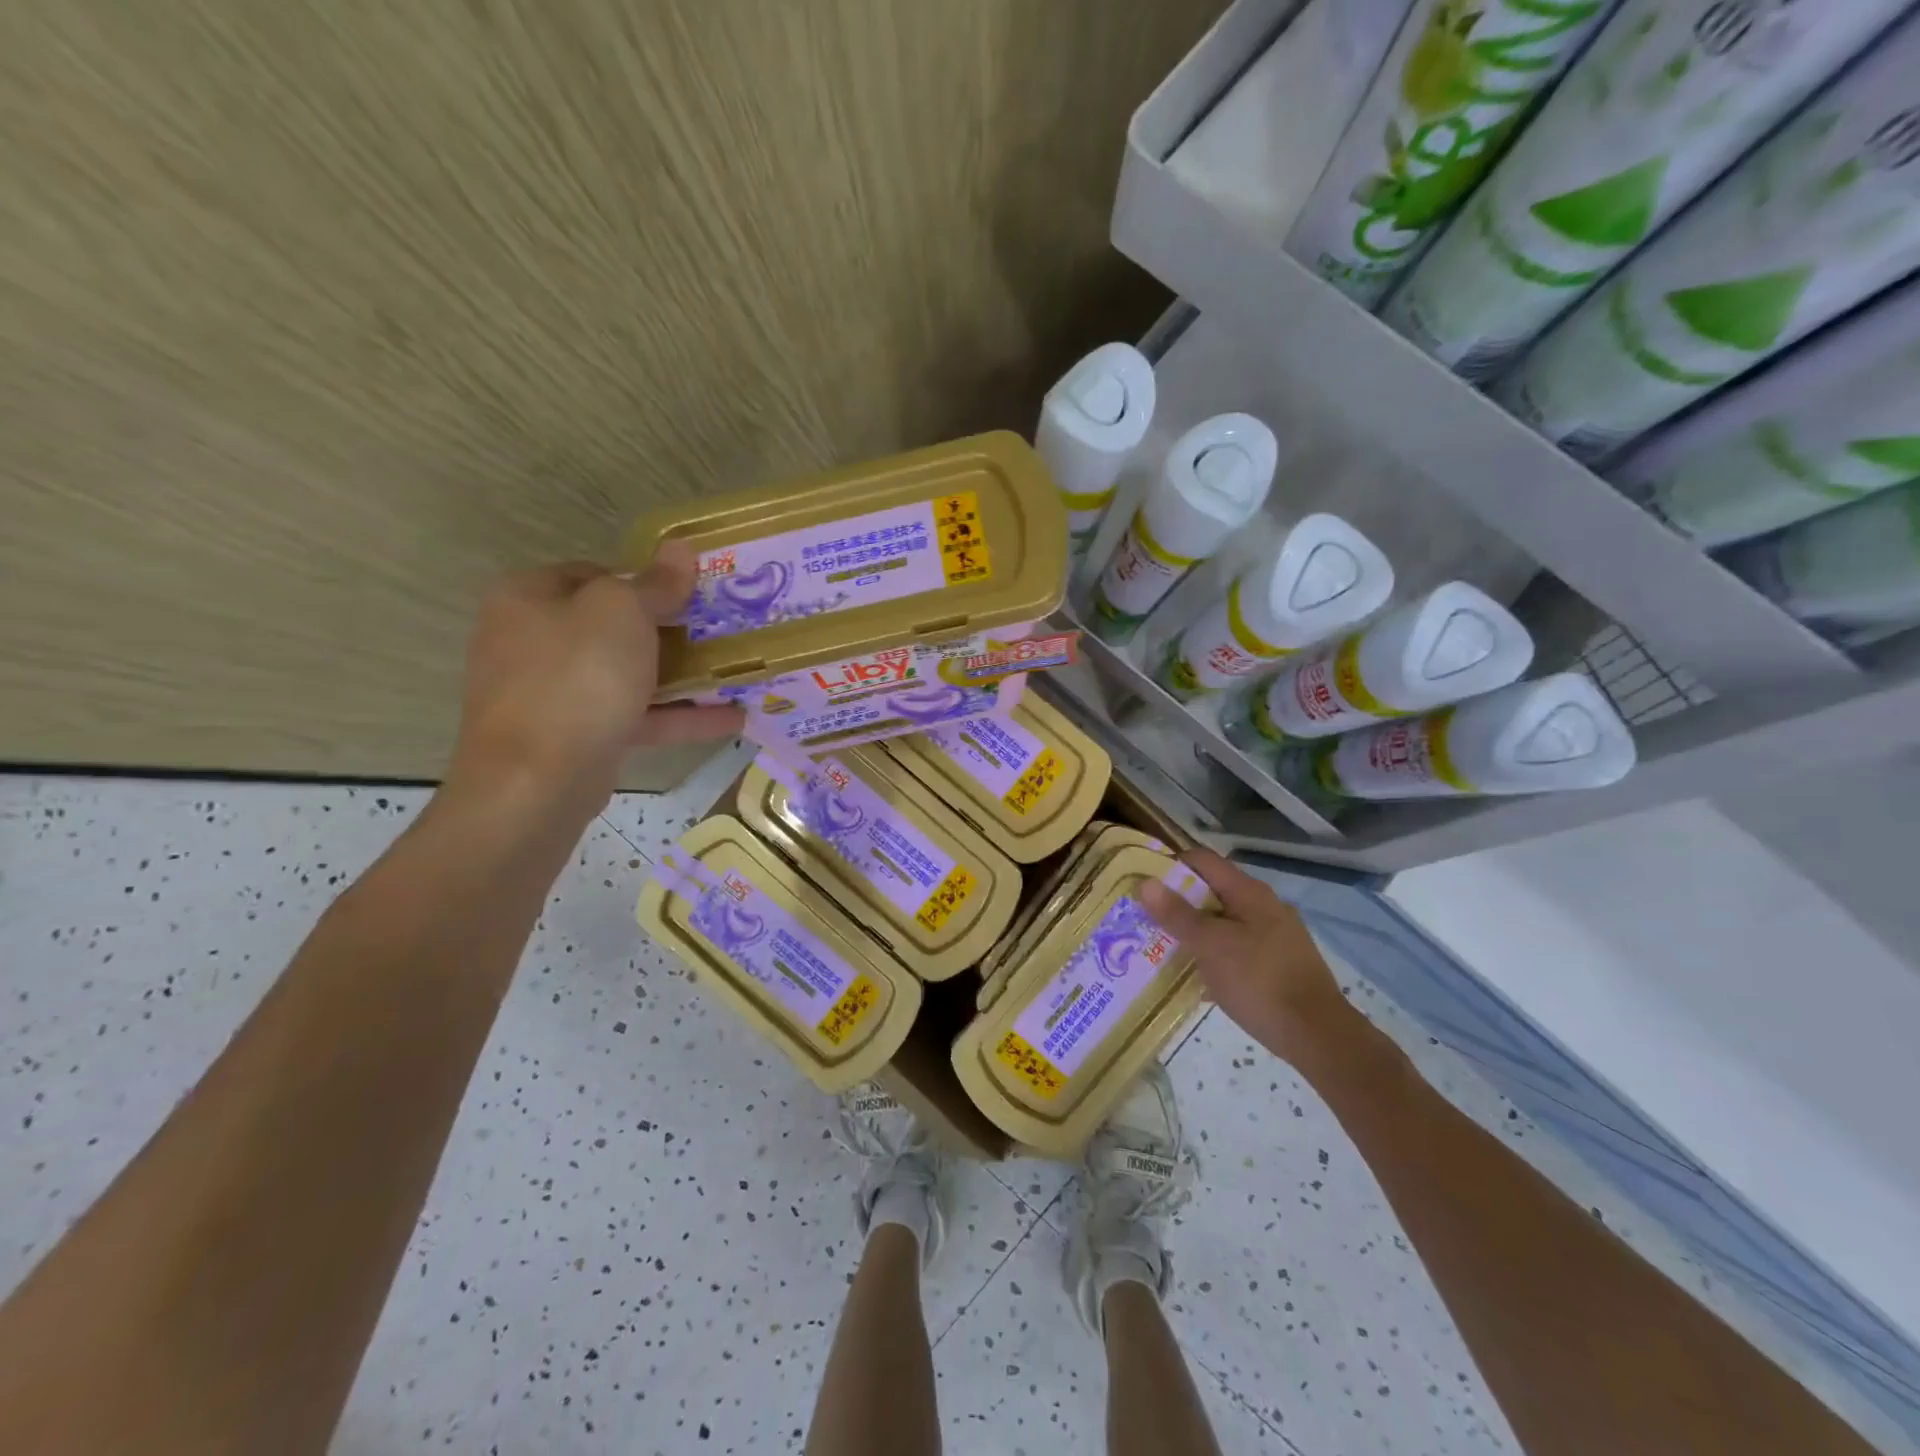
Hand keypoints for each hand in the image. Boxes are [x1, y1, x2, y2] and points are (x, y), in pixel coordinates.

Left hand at [446, 544, 743, 815]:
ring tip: (735, 674)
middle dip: (671, 632)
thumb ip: (655, 583)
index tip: (693, 594)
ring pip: (628, 676)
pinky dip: (680, 718)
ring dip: (682, 678)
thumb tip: (680, 548)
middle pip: (614, 627)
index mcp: (530, 597)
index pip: (597, 574)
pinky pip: (636, 717)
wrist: (536, 782)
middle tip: (721, 632)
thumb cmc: (576, 679)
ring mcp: (554, 694)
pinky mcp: (578, 738)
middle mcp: (534, 641)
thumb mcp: (622, 614)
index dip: (647, 580)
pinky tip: (733, 719)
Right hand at [1139, 849, 1346, 1065]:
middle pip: (1212, 891)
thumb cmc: (1258, 980)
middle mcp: (1264, 906)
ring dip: (1194, 932)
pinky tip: (1198, 979)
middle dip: (1178, 903)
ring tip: (1164, 949)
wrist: (1317, 1035)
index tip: (1143, 884)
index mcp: (1248, 892)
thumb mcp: (1209, 945)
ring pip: (1223, 923)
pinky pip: (1237, 949)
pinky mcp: (1279, 964)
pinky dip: (1214, 956)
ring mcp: (1275, 936)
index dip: (1170, 865)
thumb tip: (1146, 882)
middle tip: (1146, 919)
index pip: (1202, 860)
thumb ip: (1177, 914)